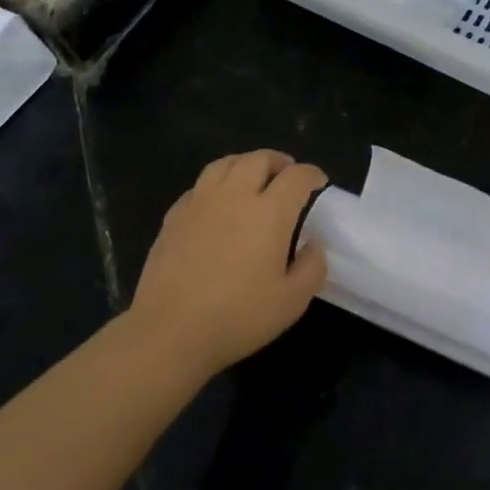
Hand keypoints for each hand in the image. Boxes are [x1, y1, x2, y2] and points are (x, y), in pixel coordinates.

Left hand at [127, 150, 329, 379]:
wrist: (170, 331)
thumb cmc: (238, 316)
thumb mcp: (292, 301)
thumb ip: (312, 267)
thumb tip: (313, 243)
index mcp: (269, 212)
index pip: (296, 176)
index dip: (311, 174)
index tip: (318, 182)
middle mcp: (235, 196)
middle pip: (259, 159)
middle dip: (279, 162)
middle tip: (287, 176)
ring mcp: (200, 203)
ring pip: (225, 164)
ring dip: (245, 164)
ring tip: (253, 178)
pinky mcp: (174, 216)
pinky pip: (199, 185)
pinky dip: (216, 184)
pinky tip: (217, 203)